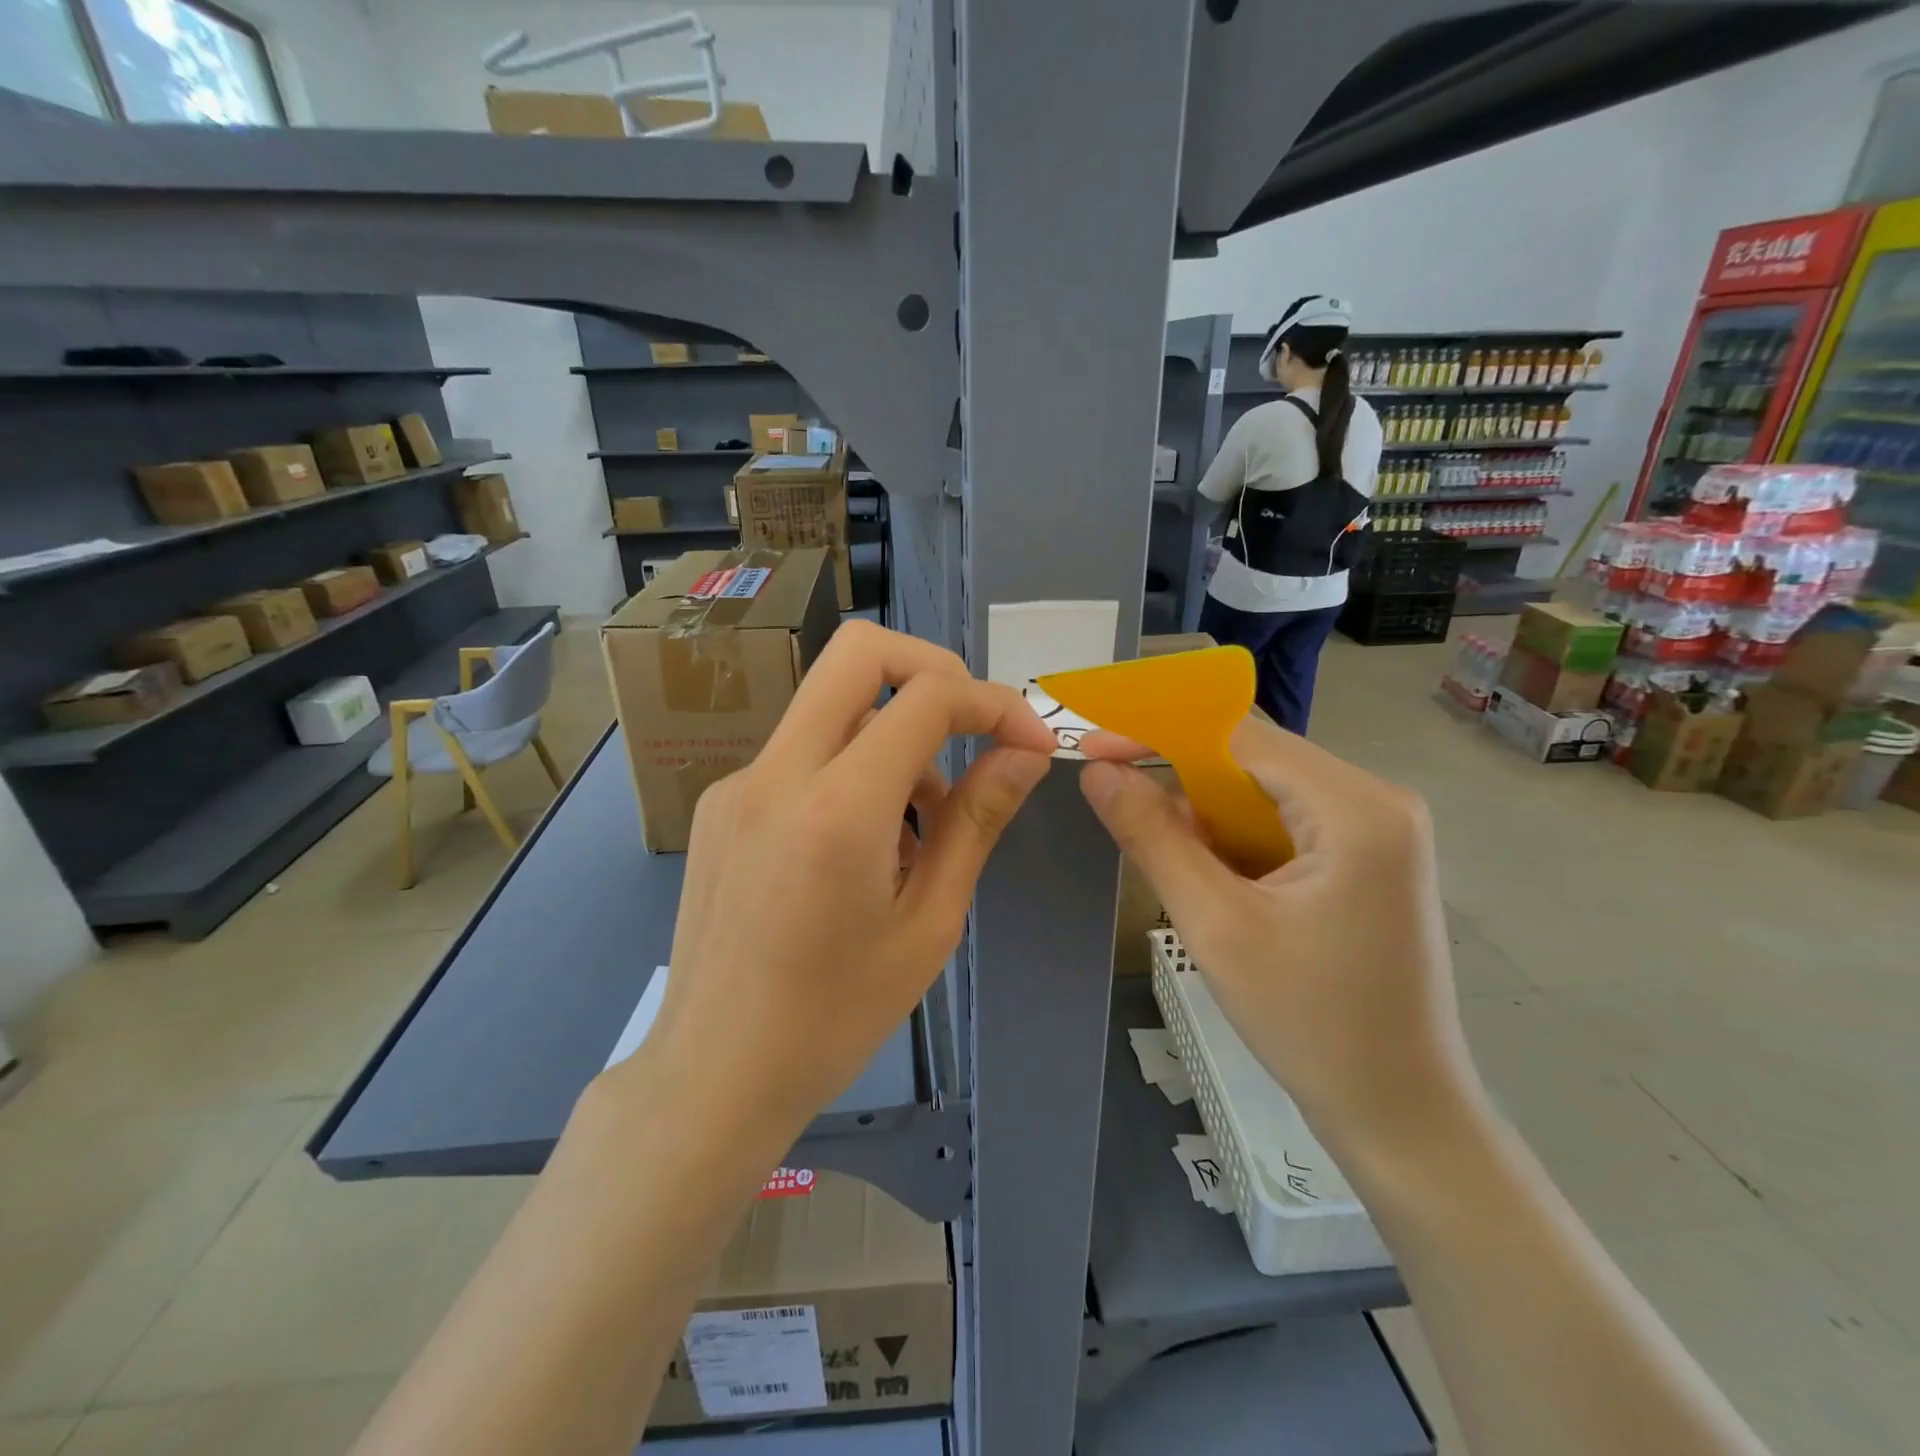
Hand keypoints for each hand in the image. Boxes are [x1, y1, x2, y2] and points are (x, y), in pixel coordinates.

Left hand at [636, 621, 1054, 1149]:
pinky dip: (851, 769)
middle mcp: (777, 772)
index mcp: (837, 808)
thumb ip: (976, 822)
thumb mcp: (928, 924)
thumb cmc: (835, 1017)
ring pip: (833, 705)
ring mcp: (739, 782)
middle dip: (934, 670)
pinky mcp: (721, 802)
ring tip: (920, 830)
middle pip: (858, 652)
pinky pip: (802, 752)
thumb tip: (1025, 753)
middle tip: (973, 728)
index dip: (993, 703)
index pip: (927, 697)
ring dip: (893, 735)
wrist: (714, 1074)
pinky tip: (863, 847)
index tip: (1029, 740)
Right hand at [1079, 718, 1483, 1166]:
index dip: (1160, 735)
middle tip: (1122, 810)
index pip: (1240, 738)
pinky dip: (1238, 841)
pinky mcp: (1368, 860)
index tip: (1096, 750)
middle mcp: (1377, 801)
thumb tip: (1097, 772)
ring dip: (1208, 818)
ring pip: (1265, 794)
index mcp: (1356, 807)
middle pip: (1255, 762)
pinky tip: (1216, 884)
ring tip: (1175, 867)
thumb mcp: (1215, 925)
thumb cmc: (1310, 1023)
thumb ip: (1152, 837)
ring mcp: (1379, 831)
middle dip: (1183, 783)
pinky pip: (1285, 824)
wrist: (1400, 1116)